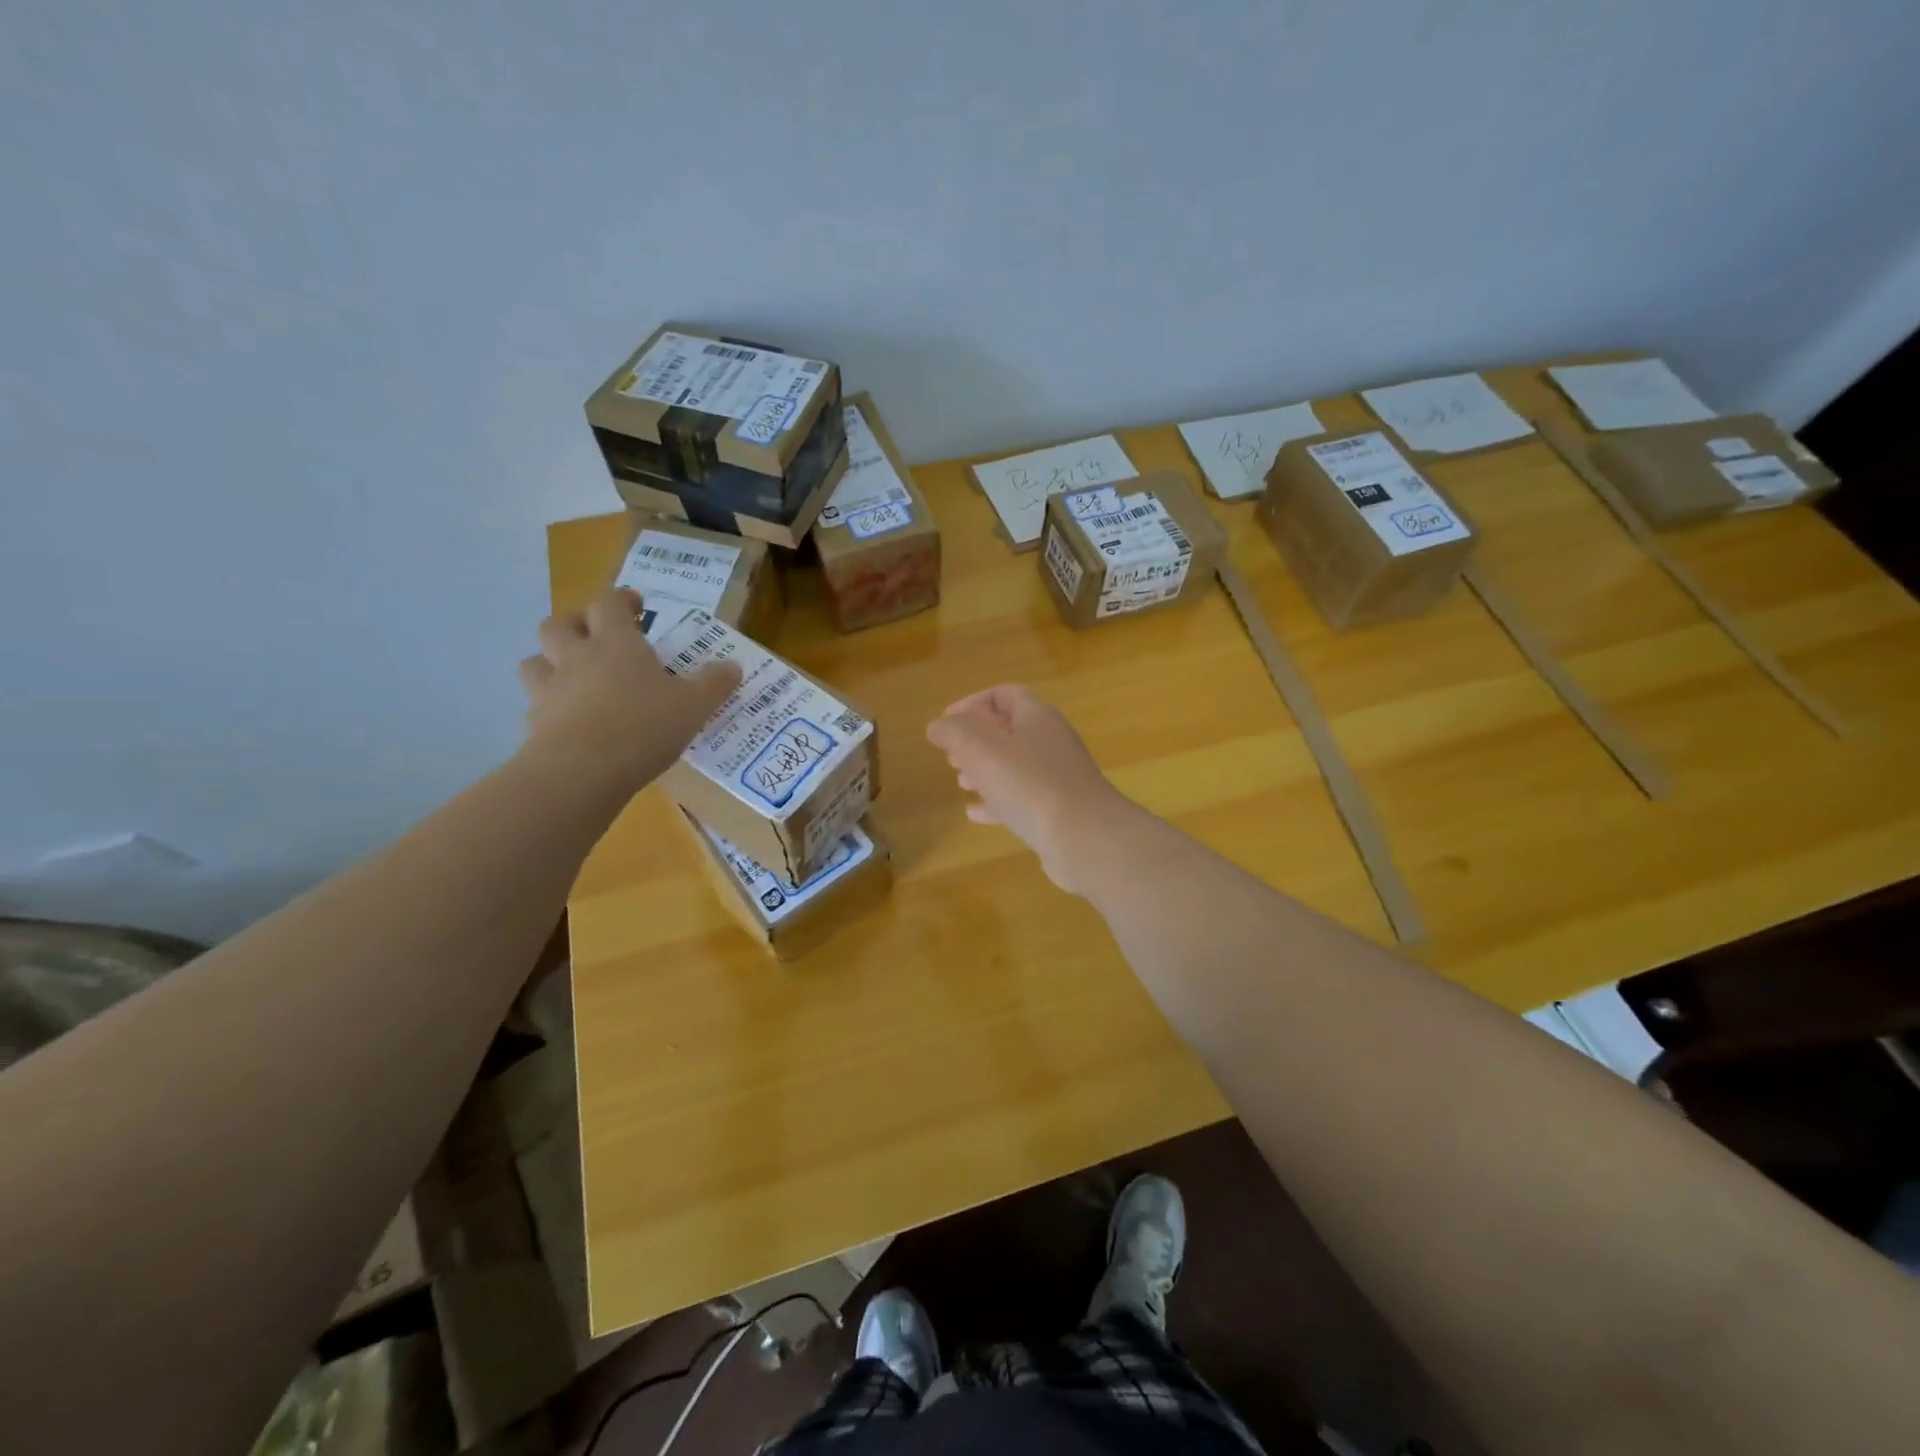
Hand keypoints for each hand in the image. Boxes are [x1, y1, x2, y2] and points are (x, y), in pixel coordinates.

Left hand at [517, 589, 741, 796]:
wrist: (582, 771)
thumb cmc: (644, 726)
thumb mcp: (694, 705)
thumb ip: (714, 684)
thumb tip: (733, 667)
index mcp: (616, 643)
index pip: (609, 603)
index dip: (621, 600)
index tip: (636, 606)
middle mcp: (577, 658)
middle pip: (559, 624)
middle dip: (576, 624)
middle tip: (597, 637)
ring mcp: (550, 690)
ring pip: (534, 661)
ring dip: (549, 662)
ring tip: (572, 676)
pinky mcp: (535, 724)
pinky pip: (536, 705)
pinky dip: (549, 707)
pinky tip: (567, 721)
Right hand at [926, 684, 1137, 893]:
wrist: (1084, 838)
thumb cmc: (1029, 784)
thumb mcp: (981, 751)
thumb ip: (954, 732)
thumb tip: (938, 724)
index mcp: (1037, 717)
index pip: (1004, 694)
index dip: (972, 703)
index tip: (946, 722)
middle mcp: (1051, 741)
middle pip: (1009, 730)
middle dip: (976, 740)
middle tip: (950, 755)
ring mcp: (1058, 776)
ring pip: (1015, 765)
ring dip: (986, 771)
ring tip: (961, 782)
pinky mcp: (1059, 809)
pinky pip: (1023, 798)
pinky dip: (997, 801)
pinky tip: (976, 814)